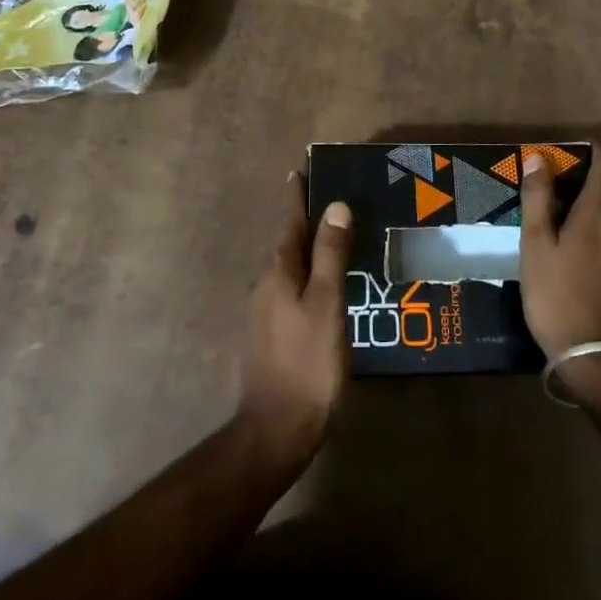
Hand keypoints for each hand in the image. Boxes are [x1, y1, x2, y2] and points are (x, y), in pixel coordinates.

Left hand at [237, 175, 352, 465]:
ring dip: (307, 248)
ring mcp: (264, 310)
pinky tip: (325, 285)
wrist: (276, 429)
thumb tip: (336, 207)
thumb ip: (330, 255)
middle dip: (304, 220)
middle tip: (330, 200)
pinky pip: (291, 288)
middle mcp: (265, 284)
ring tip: (333, 238)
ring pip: (288, 267)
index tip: (300, 170)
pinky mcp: (270, 332)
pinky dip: (308, 274)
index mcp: (278, 271)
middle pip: (287, 242)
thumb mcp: (326, 304)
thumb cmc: (307, 362)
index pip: (289, 222)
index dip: (297, 196)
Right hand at [518, 145, 600, 362]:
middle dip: (593, 189)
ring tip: (573, 238)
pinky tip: (591, 270)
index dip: (596, 153)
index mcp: (600, 214)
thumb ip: (538, 199)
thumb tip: (540, 158)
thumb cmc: (558, 297)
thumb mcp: (536, 246)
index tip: (577, 152)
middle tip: (562, 199)